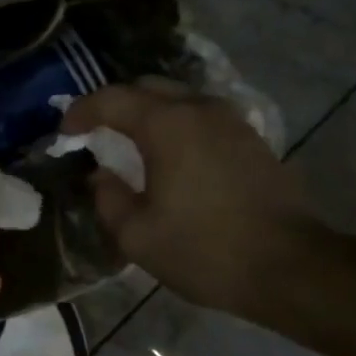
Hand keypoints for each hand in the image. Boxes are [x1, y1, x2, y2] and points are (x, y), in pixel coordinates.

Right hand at [62, 82, 334, 322]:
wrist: (291, 267)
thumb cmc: (206, 251)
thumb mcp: (137, 235)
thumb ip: (108, 198)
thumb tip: (101, 175)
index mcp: (167, 125)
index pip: (111, 100)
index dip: (81, 112)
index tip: (64, 133)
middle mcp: (199, 109)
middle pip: (147, 88)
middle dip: (115, 105)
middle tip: (95, 133)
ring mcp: (231, 121)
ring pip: (178, 99)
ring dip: (148, 113)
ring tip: (131, 144)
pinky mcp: (251, 139)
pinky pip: (202, 117)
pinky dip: (177, 125)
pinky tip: (171, 156)